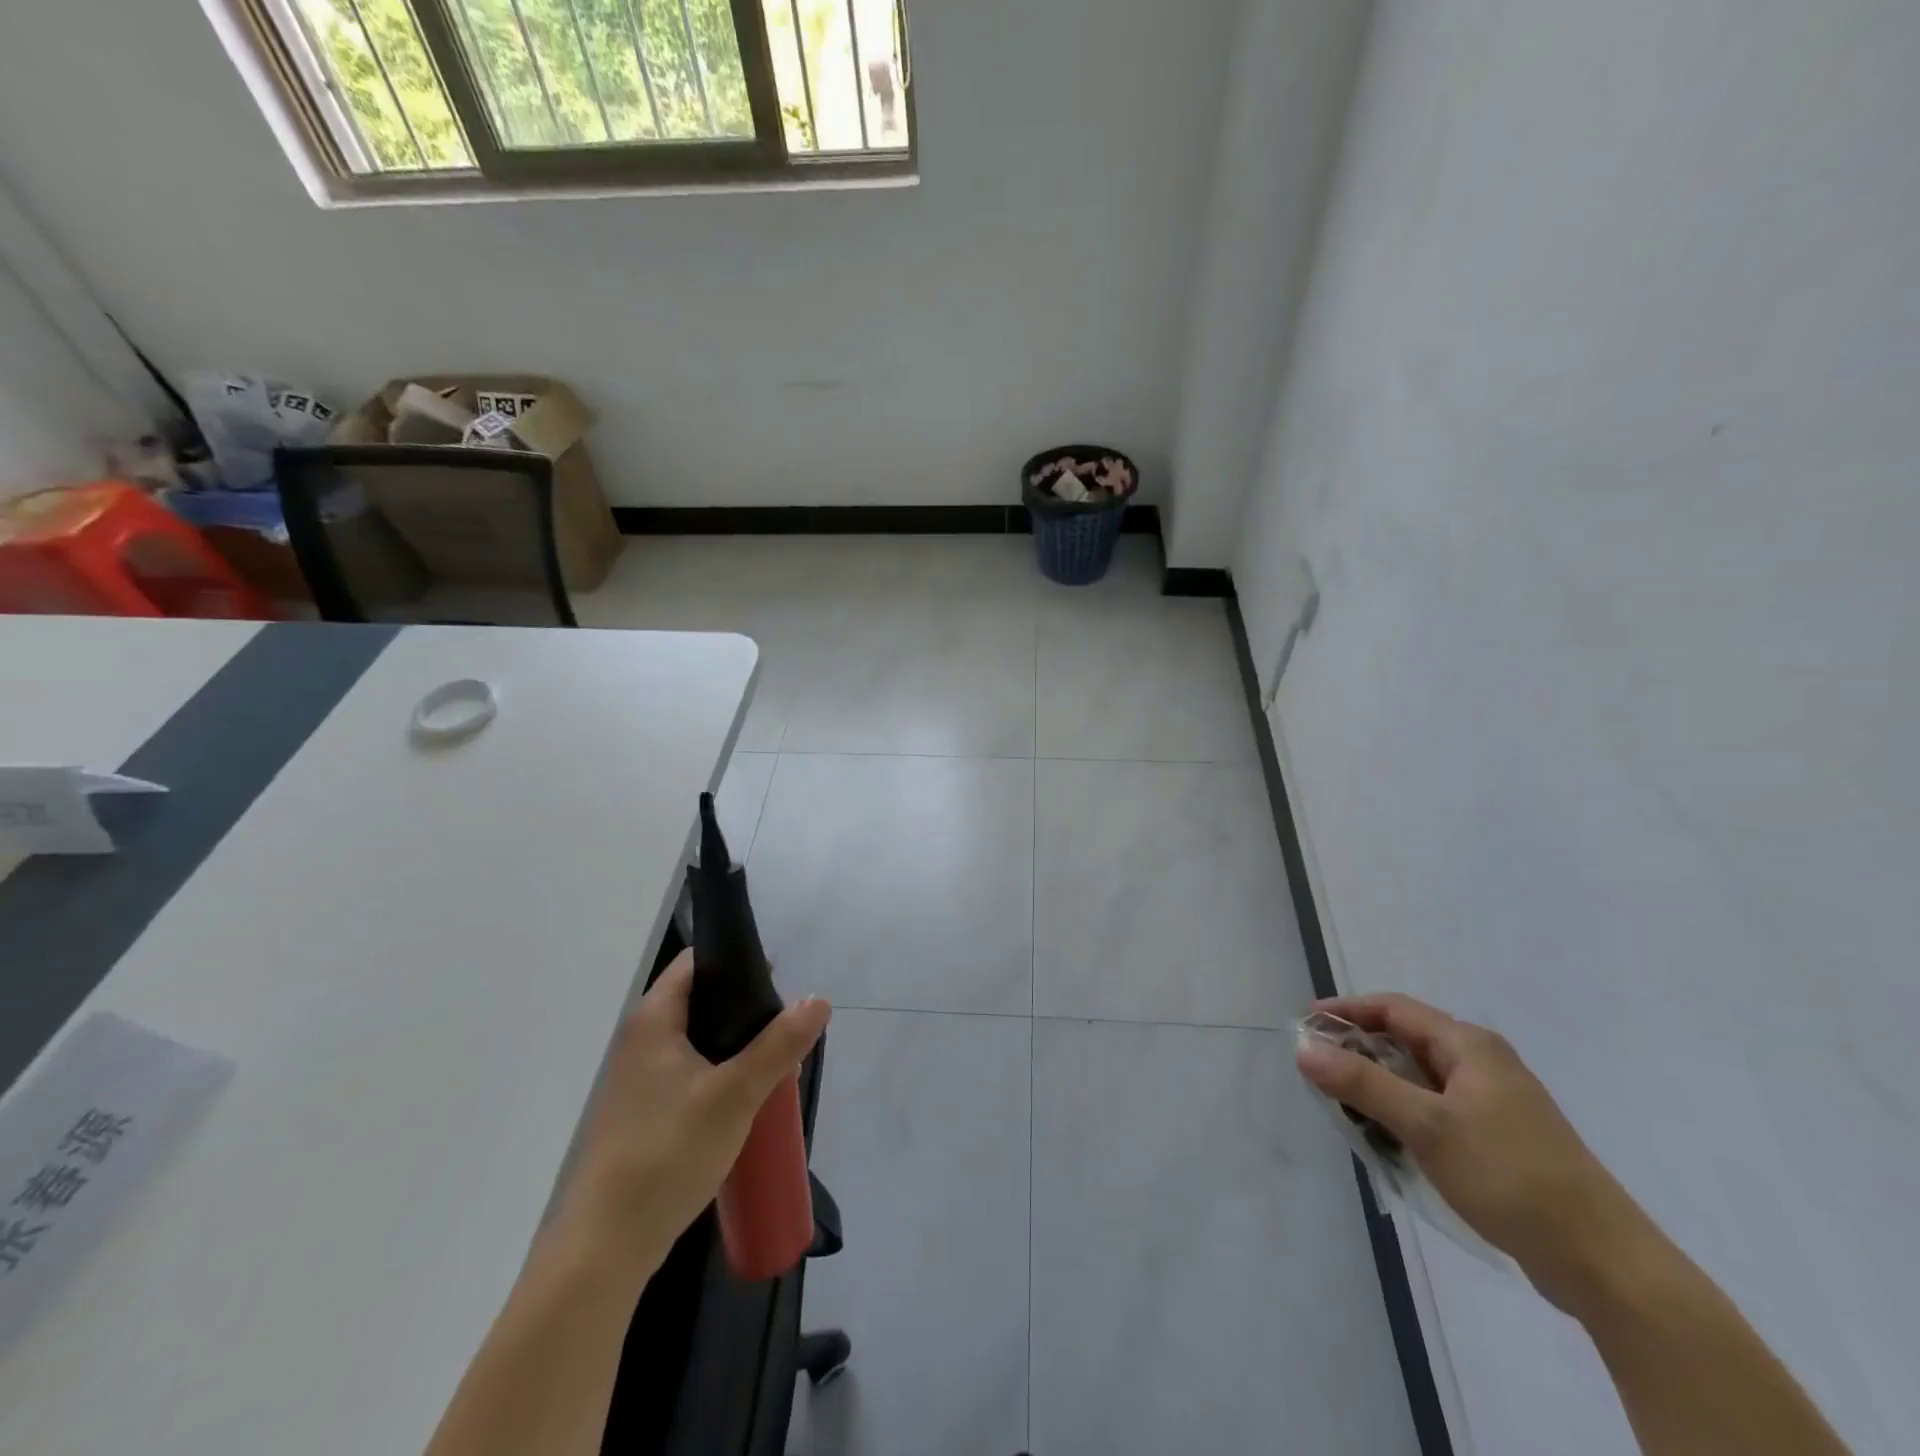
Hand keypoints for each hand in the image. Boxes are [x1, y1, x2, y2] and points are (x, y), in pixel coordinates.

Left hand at [552, 951, 830, 1284]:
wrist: (607, 1246)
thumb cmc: (667, 1153)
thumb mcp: (735, 1094)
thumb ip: (779, 1044)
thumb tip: (819, 1000)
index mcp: (653, 1020)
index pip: (696, 962)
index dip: (737, 960)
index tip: (779, 979)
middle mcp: (641, 1040)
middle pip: (701, 1000)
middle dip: (746, 1008)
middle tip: (785, 1026)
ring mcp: (640, 1080)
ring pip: (698, 1041)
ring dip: (736, 1046)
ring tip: (775, 1061)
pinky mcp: (645, 1113)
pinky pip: (691, 1073)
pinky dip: (720, 1074)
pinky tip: (747, 1099)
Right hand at [1296, 993, 1648, 1312]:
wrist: (1604, 1263)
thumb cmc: (1511, 1178)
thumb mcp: (1427, 1126)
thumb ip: (1363, 1083)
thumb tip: (1304, 1049)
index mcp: (1470, 1046)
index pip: (1394, 1009)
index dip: (1347, 1011)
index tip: (1305, 1025)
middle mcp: (1482, 1063)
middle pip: (1405, 1040)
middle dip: (1358, 1050)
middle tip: (1317, 1069)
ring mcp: (1494, 1101)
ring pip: (1419, 1077)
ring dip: (1379, 1085)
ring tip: (1343, 1106)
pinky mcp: (1499, 1137)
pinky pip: (1435, 1107)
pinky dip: (1404, 1112)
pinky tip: (1388, 1138)